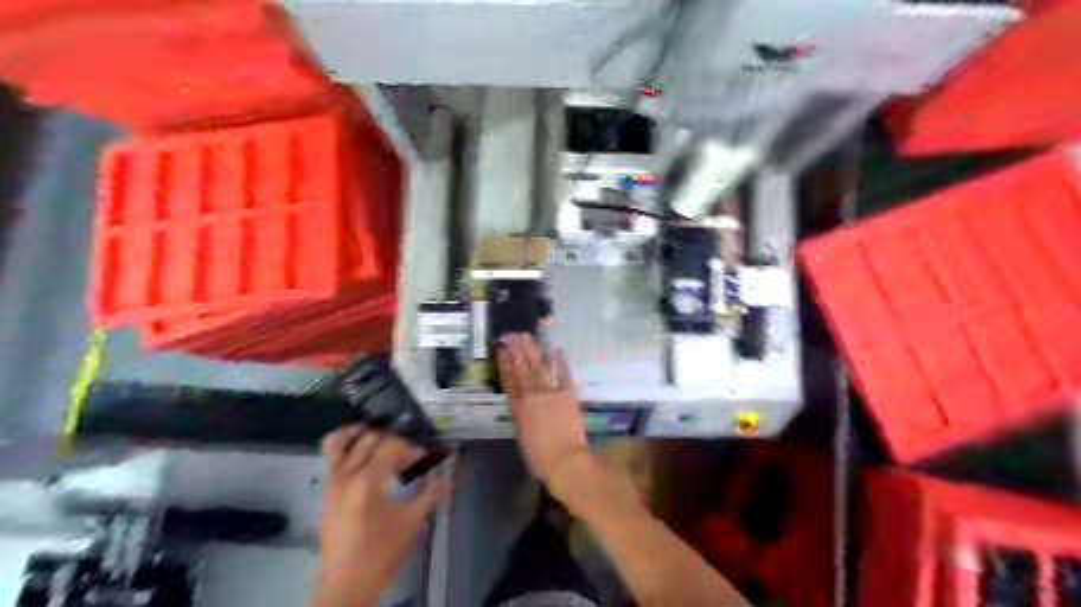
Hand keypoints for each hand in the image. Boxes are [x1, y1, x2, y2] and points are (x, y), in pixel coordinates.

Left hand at [316, 425, 449, 603]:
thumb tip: (444, 472)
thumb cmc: (382, 550)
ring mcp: (334, 479)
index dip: (411, 451)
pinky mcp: (328, 486)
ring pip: (344, 440)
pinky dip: (343, 442)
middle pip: (372, 439)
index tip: (423, 465)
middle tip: (406, 461)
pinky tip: (358, 446)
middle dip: (393, 445)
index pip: (393, 446)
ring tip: (382, 444)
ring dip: (366, 436)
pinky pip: (330, 453)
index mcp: (368, 480)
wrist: (347, 580)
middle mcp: (348, 473)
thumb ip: (431, 490)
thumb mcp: (413, 519)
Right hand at [497, 332, 588, 483]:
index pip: (508, 382)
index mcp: (517, 409)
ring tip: (527, 336)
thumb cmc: (540, 457)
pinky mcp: (566, 394)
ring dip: (533, 350)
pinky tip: (556, 349)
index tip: (502, 350)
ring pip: (538, 367)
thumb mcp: (523, 436)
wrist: (564, 461)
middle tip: (513, 335)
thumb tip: (523, 404)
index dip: (504, 364)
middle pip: (522, 370)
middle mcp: (530, 397)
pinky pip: (562, 374)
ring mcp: (548, 393)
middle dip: (517, 351)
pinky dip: (559, 361)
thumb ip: (523, 416)